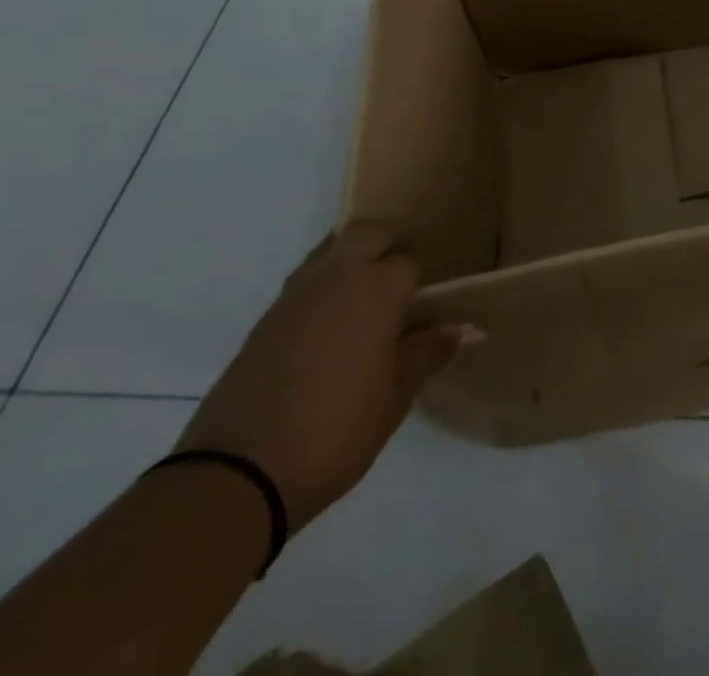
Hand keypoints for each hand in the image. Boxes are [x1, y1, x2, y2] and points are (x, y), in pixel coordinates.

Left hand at [175, 223, 478, 528]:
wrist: (237, 474)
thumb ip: (430, 353)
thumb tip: (471, 328)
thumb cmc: (334, 431)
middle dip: (389, 246)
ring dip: (353, 258)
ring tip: (365, 298)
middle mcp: (338, 276)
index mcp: (378, 289)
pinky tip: (329, 325)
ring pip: (333, 248)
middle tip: (402, 284)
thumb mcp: (395, 397)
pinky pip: (305, 279)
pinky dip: (323, 285)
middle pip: (370, 233)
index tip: (428, 305)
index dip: (421, 281)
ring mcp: (296, 294)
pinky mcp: (266, 318)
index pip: (410, 262)